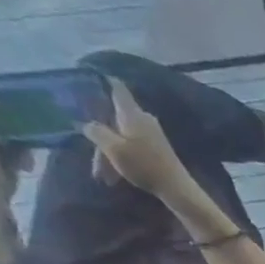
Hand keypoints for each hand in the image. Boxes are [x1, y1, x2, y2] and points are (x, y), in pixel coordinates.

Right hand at [83, 79, 190, 199]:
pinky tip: (114, 175)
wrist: (177, 188)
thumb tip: (88, 123)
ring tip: (103, 176)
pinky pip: (131, 146)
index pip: (117, 88)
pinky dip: (121, 158)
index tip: (90, 75)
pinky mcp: (157, 148)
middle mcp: (143, 119)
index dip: (104, 80)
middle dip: (100, 137)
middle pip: (113, 119)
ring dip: (109, 154)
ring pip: (121, 136)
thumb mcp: (113, 147)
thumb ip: (96, 131)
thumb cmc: (144, 165)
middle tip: (93, 160)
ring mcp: (152, 134)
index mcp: (132, 114)